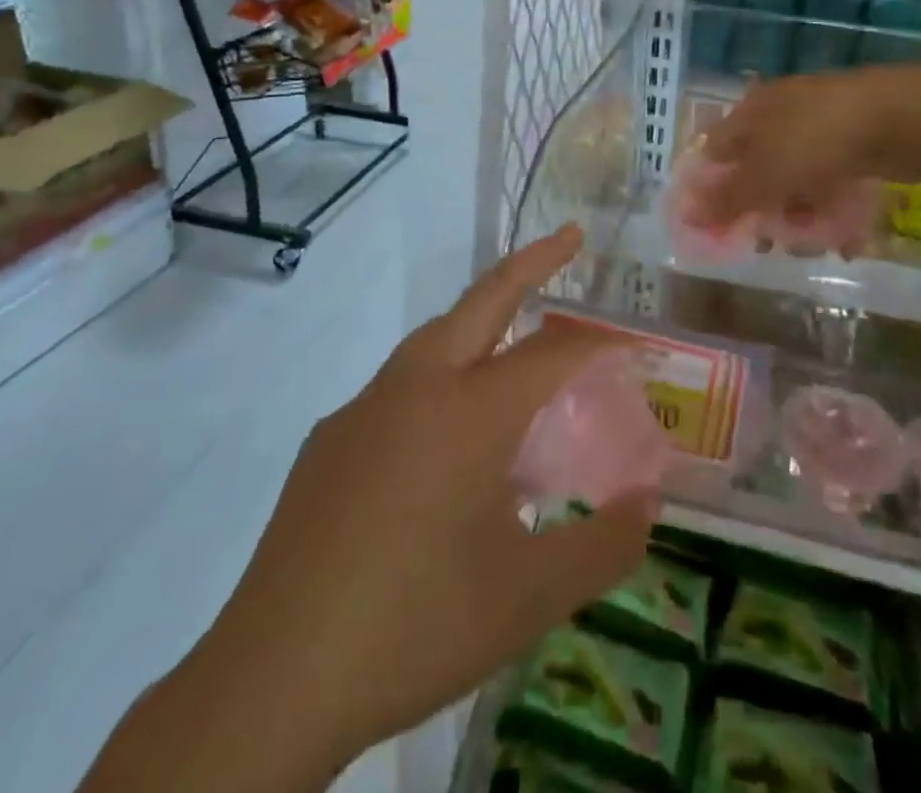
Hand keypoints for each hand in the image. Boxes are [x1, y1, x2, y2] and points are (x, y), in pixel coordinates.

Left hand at [108, 226, 655, 792]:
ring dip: (481, 319)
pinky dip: (440, 379)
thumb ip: (602, 546)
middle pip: (483, 300)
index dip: (600, 344)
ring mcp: (365, 408)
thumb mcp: (527, 598)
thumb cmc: (415, 626)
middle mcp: (417, 387)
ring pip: (435, 336)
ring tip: (516, 343)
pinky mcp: (329, 440)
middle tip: (569, 239)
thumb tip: (649, 506)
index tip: (635, 343)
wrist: (271, 681)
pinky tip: (443, 440)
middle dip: (532, 263)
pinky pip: (399, 386)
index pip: (552, 355)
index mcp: (470, 411)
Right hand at [693, 68, 913, 228]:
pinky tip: (844, 235)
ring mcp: (819, 124)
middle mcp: (779, 112)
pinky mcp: (853, 140)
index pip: (715, 150)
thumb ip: (727, 199)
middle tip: (768, 242)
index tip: (716, 225)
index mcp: (750, 111)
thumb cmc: (815, 141)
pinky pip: (830, 178)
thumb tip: (685, 215)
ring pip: (795, 176)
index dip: (711, 187)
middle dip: (760, 208)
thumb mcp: (764, 175)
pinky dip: (830, 205)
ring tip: (812, 243)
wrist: (899, 118)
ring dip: (798, 213)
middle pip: (756, 167)